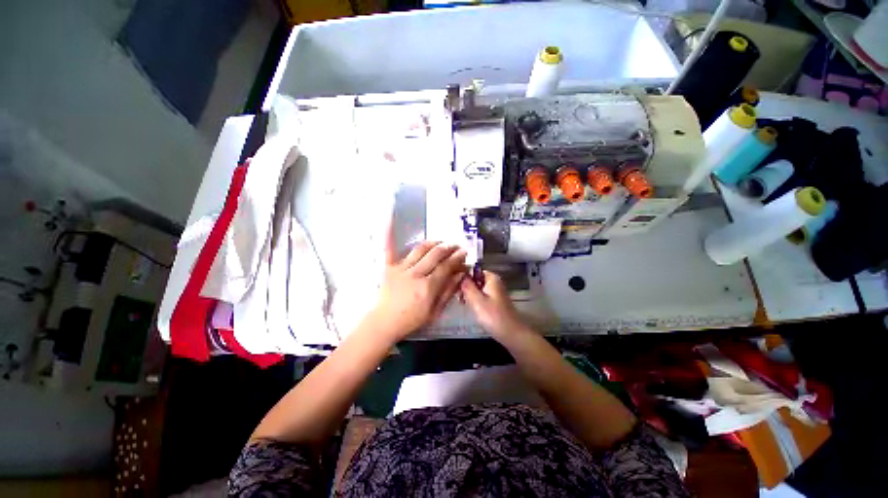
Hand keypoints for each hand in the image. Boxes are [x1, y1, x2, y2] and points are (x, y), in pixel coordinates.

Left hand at [369, 237, 466, 341]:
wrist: (384, 322)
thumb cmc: (411, 320)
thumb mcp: (434, 311)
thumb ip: (448, 291)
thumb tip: (460, 275)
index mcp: (428, 287)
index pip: (446, 267)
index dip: (457, 258)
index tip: (464, 254)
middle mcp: (415, 274)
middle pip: (436, 255)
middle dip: (449, 248)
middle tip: (456, 245)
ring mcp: (401, 268)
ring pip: (420, 249)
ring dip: (433, 243)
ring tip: (441, 241)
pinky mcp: (389, 267)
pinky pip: (389, 248)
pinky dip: (389, 233)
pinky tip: (389, 217)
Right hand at [460, 270, 530, 342]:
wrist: (512, 334)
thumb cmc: (494, 317)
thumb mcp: (477, 301)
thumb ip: (467, 286)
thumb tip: (459, 274)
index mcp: (491, 278)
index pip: (473, 270)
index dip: (463, 276)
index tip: (454, 285)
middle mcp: (494, 282)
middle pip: (475, 278)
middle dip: (465, 286)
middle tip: (458, 297)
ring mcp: (495, 292)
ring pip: (477, 288)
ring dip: (468, 294)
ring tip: (462, 303)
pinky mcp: (494, 301)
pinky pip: (481, 295)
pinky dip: (474, 300)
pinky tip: (469, 307)